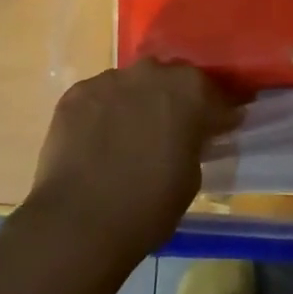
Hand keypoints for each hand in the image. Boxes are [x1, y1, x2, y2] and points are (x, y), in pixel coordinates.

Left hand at [25, 60, 238, 259]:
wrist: (79, 221)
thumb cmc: (148, 207)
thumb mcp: (191, 179)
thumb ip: (193, 144)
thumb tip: (189, 136)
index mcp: (189, 90)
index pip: (213, 95)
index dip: (215, 114)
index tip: (215, 130)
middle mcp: (151, 72)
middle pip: (169, 81)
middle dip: (172, 101)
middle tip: (168, 132)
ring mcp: (110, 78)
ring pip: (131, 86)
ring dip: (134, 104)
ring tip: (126, 139)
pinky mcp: (77, 92)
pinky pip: (98, 98)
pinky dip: (101, 114)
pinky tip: (95, 143)